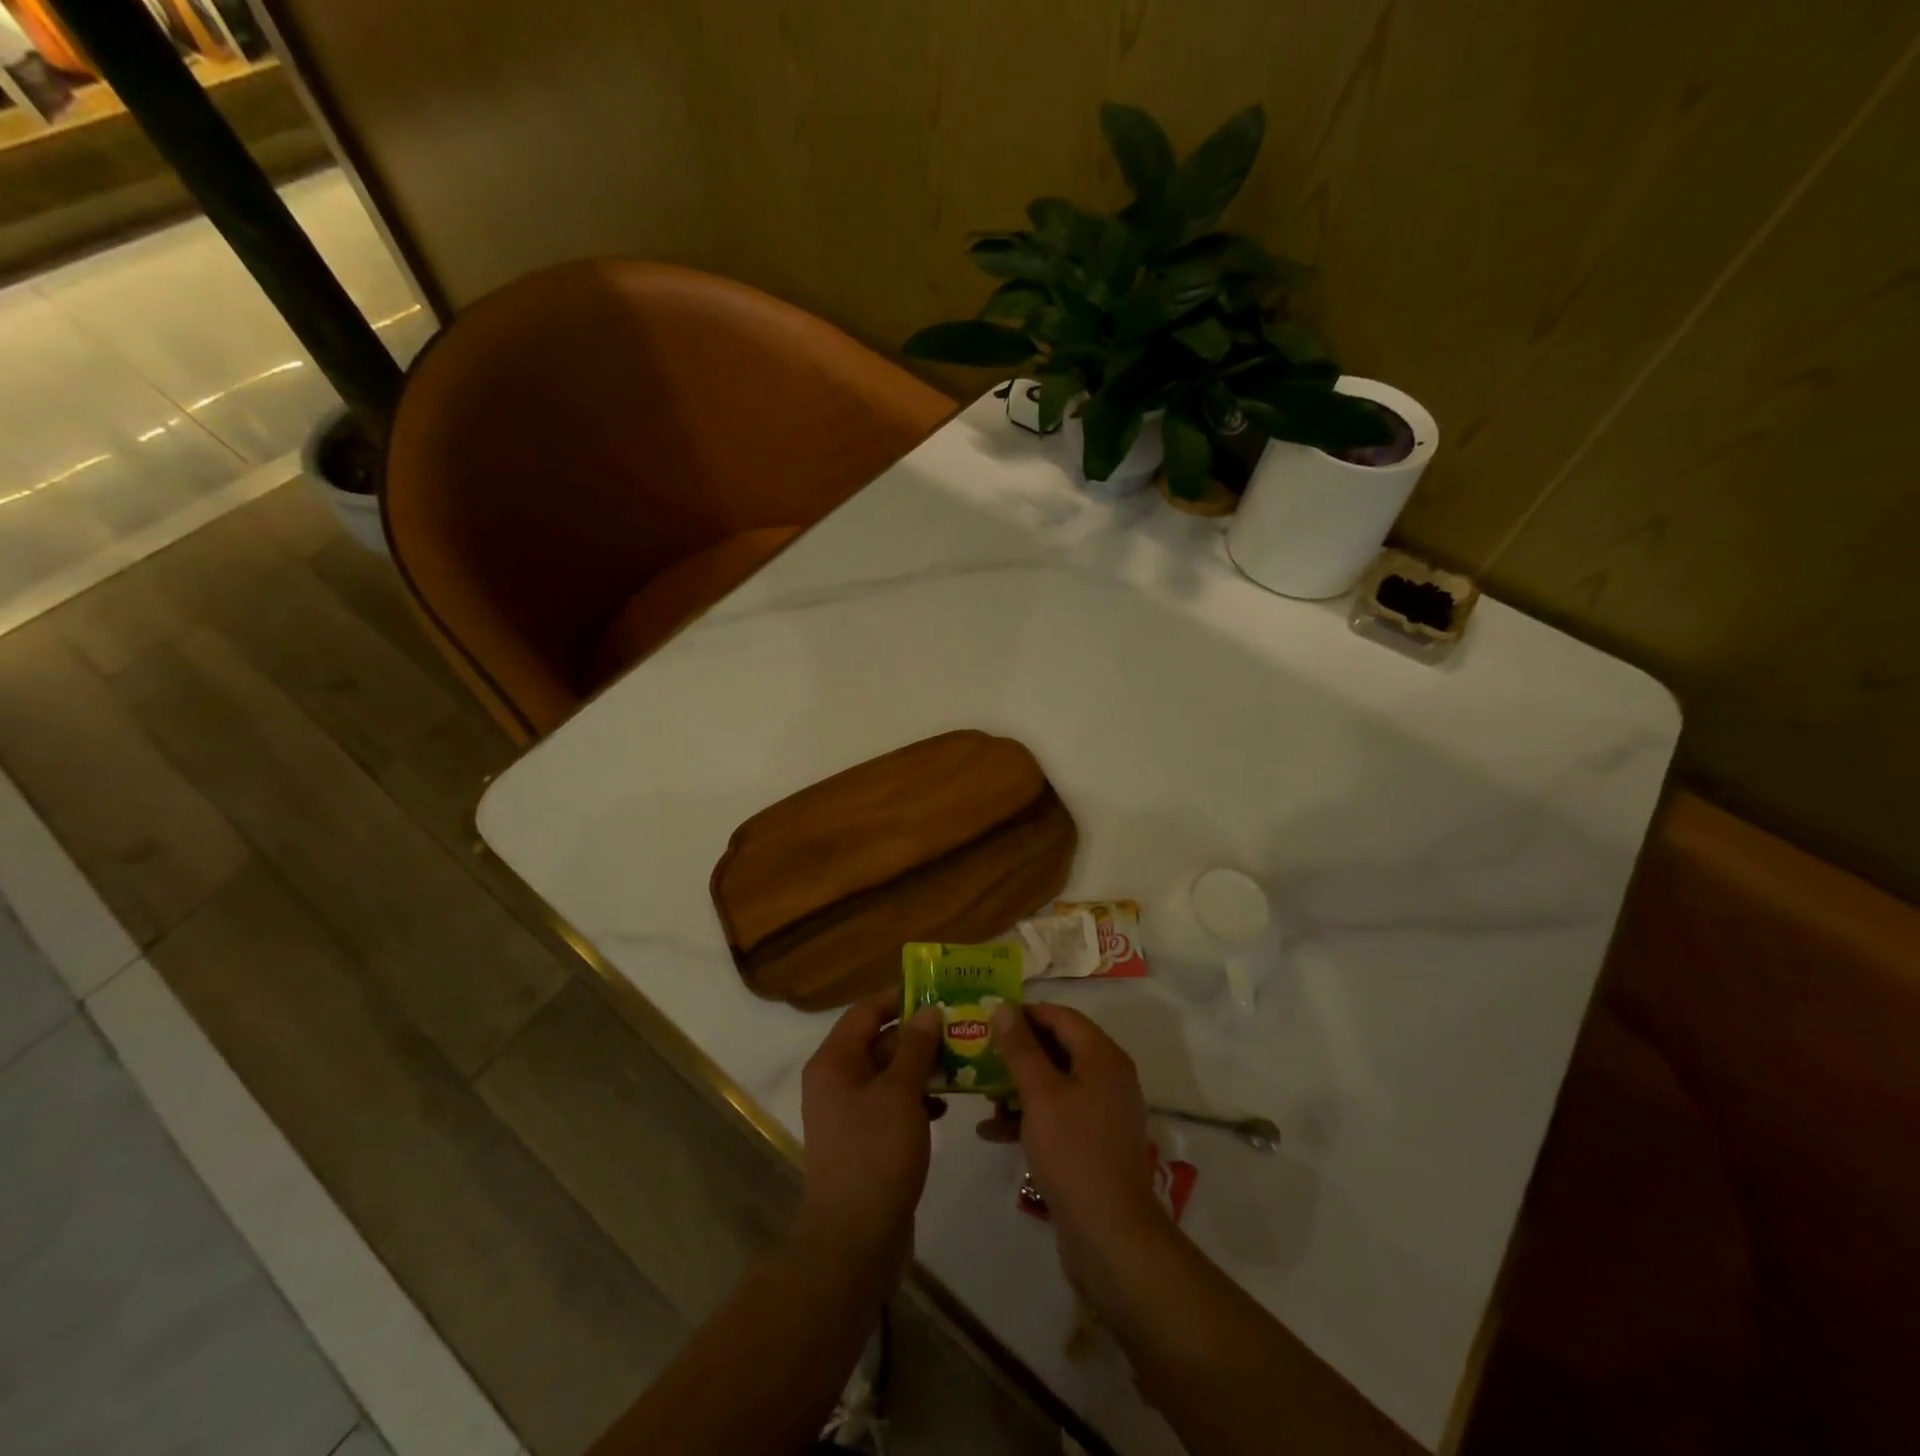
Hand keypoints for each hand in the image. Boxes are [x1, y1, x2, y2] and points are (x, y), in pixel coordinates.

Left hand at [797, 991, 942, 1273]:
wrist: (854, 1241)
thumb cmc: (875, 1155)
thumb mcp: (900, 1093)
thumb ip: (915, 1047)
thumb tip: (928, 1011)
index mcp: (835, 1061)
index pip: (866, 1011)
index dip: (900, 998)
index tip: (938, 991)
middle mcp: (836, 1080)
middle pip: (879, 1041)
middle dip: (919, 1034)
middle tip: (961, 1025)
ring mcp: (849, 1112)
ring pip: (889, 1074)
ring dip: (922, 1066)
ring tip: (962, 1060)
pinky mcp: (865, 1140)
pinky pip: (892, 1103)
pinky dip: (917, 1098)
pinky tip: (946, 1105)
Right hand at [990, 1004, 1170, 1280]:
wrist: (1110, 1235)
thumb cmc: (1073, 1152)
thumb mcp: (1040, 1094)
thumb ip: (1020, 1048)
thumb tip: (1004, 1007)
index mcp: (1102, 1056)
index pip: (1061, 1016)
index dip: (1025, 1013)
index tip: (987, 1019)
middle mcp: (1108, 1076)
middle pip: (1058, 1047)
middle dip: (1017, 1051)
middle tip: (978, 1054)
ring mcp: (1102, 1111)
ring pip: (1055, 1082)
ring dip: (1018, 1085)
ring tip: (981, 1093)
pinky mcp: (1093, 1142)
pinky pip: (1058, 1114)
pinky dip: (1028, 1116)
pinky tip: (992, 1131)